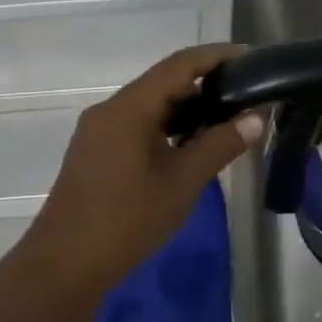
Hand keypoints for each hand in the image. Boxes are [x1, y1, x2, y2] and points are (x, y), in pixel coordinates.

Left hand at [19, 44, 262, 291]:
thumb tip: (256, 118)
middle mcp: (111, 109)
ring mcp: (100, 131)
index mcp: (130, 107)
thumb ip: (221, 144)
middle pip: (164, 82)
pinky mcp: (97, 152)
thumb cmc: (128, 219)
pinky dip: (169, 126)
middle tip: (246, 94)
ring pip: (151, 106)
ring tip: (227, 119)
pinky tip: (192, 145)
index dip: (217, 56)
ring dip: (188, 108)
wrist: (65, 265)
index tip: (251, 58)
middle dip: (206, 84)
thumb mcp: (183, 181)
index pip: (180, 65)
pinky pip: (138, 125)